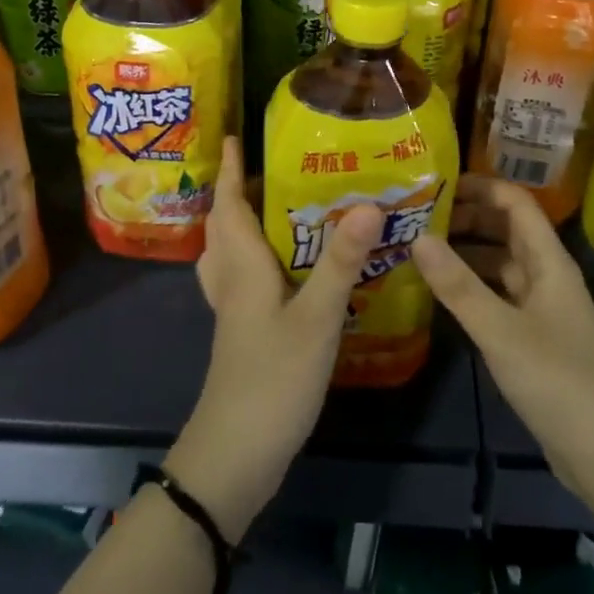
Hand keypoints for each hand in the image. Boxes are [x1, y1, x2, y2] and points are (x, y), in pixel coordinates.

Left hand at [165, 137, 381, 540]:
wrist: (236, 455)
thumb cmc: (273, 379)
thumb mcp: (316, 318)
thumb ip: (341, 261)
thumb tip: (368, 203)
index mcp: (243, 268)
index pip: (229, 207)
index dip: (229, 171)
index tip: (233, 137)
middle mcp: (232, 282)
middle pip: (225, 227)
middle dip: (236, 192)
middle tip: (268, 168)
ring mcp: (235, 311)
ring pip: (230, 254)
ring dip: (243, 224)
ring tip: (275, 207)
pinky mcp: (245, 334)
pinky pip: (244, 279)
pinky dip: (256, 259)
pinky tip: (288, 268)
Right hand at [411, 177, 593, 504]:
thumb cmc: (557, 380)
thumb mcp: (501, 331)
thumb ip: (458, 285)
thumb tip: (418, 236)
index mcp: (550, 262)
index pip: (516, 203)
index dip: (480, 187)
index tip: (436, 184)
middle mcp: (547, 275)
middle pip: (506, 229)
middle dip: (466, 217)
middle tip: (417, 217)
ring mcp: (541, 306)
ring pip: (500, 262)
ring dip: (466, 252)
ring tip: (420, 249)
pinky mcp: (534, 335)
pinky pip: (499, 294)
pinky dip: (472, 286)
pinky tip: (442, 292)